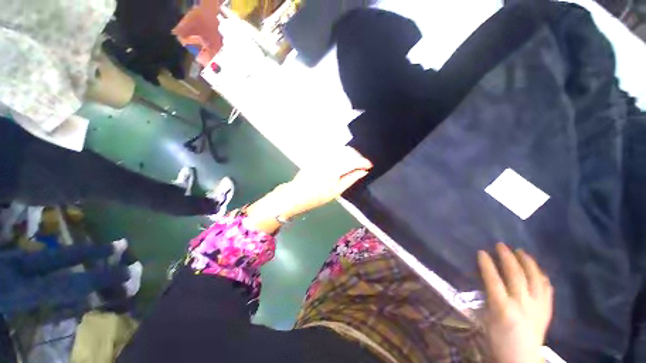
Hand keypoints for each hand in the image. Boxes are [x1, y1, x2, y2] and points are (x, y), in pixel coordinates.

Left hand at [276, 146, 372, 218]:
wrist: (297, 193)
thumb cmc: (317, 196)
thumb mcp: (337, 191)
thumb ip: (351, 179)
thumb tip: (363, 171)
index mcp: (334, 169)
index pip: (353, 161)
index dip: (364, 162)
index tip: (370, 166)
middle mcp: (328, 158)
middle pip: (348, 151)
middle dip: (358, 157)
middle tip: (362, 166)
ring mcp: (322, 155)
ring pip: (341, 149)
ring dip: (350, 155)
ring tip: (354, 165)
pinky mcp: (318, 155)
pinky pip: (334, 151)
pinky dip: (342, 154)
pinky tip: (343, 162)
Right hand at [478, 243, 553, 362]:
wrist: (522, 359)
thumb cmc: (499, 340)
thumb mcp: (488, 319)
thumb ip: (490, 298)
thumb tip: (489, 280)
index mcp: (503, 308)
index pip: (493, 280)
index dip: (487, 264)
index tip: (481, 252)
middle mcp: (522, 304)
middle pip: (515, 275)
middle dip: (507, 257)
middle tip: (501, 245)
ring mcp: (538, 306)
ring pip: (534, 278)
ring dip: (527, 262)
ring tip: (521, 251)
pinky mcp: (547, 310)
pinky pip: (547, 288)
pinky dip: (542, 276)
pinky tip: (538, 270)